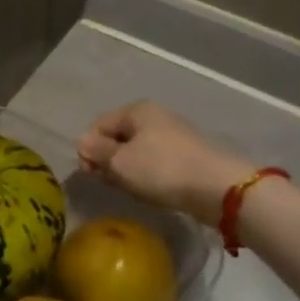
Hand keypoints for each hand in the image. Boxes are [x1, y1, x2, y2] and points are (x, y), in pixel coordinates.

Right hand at [78, 102, 255, 226]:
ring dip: (127, 171)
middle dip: (108, 160)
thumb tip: (83, 142)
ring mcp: (172, 136)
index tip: (90, 173)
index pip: (98, 125)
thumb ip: (97, 151)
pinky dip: (146, 176)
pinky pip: (154, 163)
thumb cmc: (161, 169)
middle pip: (118, 138)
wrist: (216, 187)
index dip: (88, 148)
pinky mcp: (185, 156)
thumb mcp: (120, 161)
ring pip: (136, 152)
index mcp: (136, 110)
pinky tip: (150, 190)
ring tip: (131, 189)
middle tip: (109, 183)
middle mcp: (155, 117)